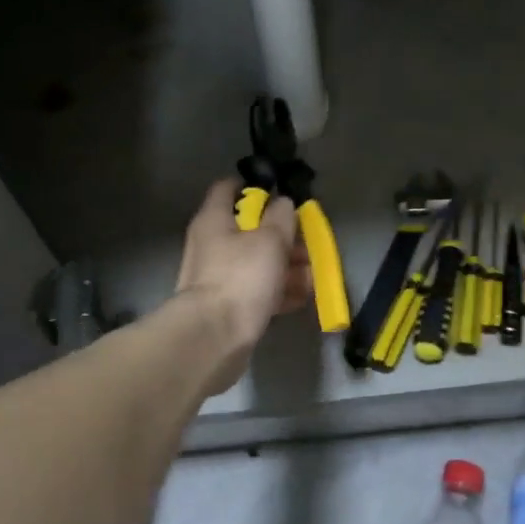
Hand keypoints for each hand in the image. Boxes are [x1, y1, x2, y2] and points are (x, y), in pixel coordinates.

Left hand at [175, 179, 310, 393]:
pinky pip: (256, 290)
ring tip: (314, 274)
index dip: (253, 185)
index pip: (228, 188)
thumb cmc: (241, 278)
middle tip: (309, 242)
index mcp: (214, 220)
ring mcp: (217, 277)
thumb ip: (281, 217)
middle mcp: (211, 245)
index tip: (278, 190)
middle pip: (248, 229)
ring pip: (255, 262)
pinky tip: (303, 297)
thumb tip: (283, 202)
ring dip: (285, 265)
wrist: (213, 338)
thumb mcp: (270, 240)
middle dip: (281, 235)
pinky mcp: (226, 306)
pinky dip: (277, 290)